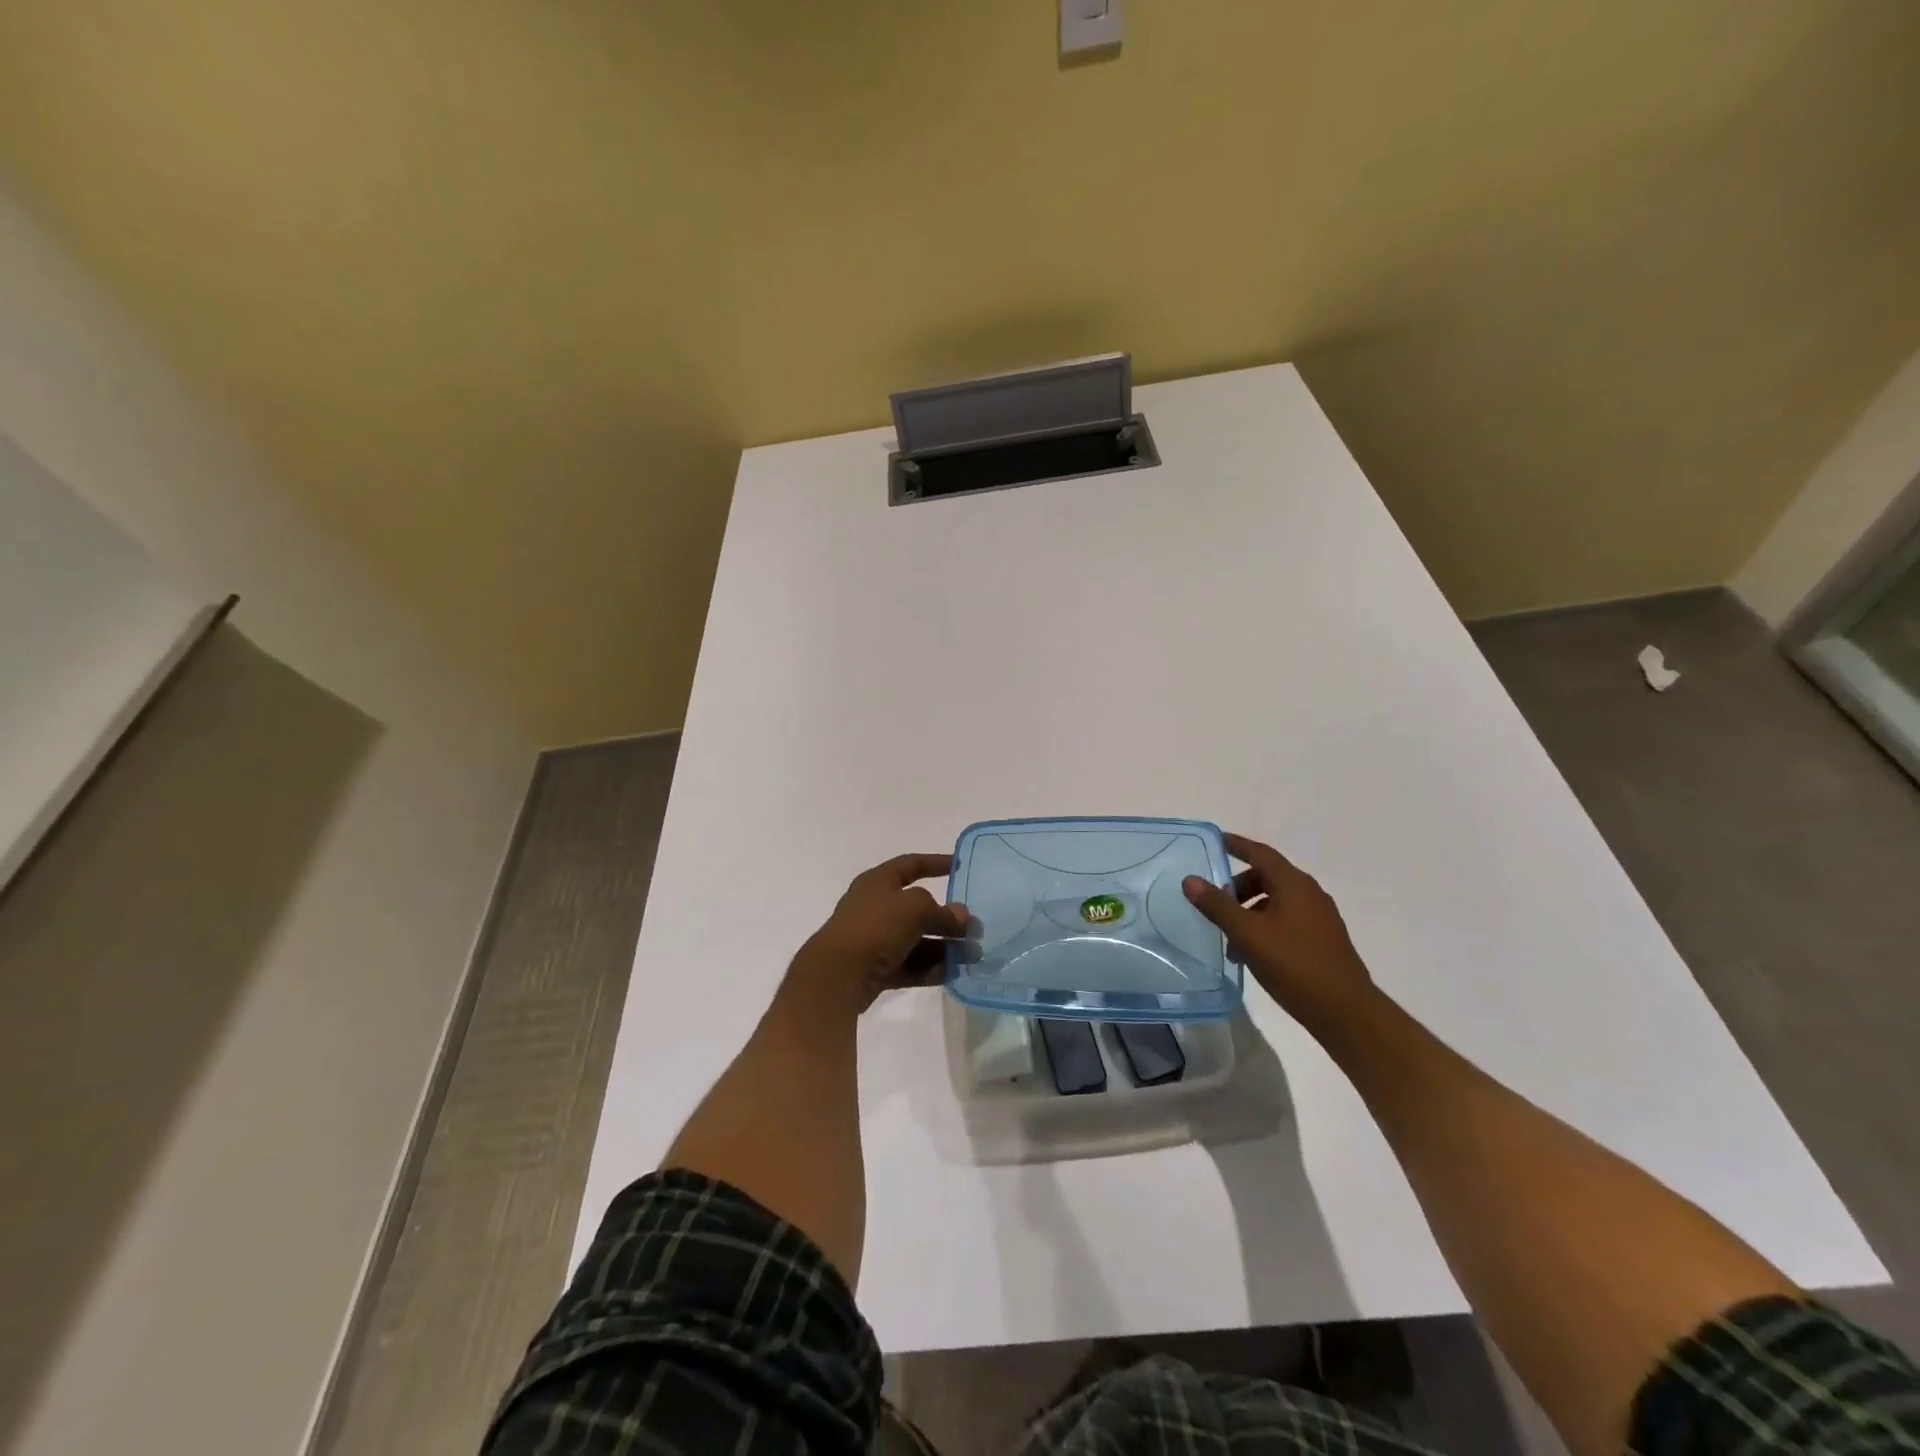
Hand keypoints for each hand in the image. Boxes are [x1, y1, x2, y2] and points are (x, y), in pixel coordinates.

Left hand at [789, 853, 969, 1016]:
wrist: (837, 975)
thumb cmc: (875, 927)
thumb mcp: (915, 909)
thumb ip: (943, 912)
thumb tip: (961, 917)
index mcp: (878, 882)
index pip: (911, 864)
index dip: (935, 862)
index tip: (959, 866)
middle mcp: (875, 907)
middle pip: (917, 908)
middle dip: (947, 918)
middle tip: (975, 929)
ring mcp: (873, 940)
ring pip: (916, 940)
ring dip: (944, 947)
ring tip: (972, 957)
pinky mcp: (874, 969)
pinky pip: (908, 965)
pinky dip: (929, 968)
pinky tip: (951, 973)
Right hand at [1182, 832, 1373, 1028]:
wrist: (1346, 1012)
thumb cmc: (1295, 965)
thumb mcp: (1248, 934)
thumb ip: (1218, 906)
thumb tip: (1190, 880)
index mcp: (1294, 884)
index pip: (1260, 853)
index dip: (1236, 845)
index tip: (1214, 840)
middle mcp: (1309, 894)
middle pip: (1267, 877)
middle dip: (1237, 886)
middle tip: (1213, 902)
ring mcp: (1319, 917)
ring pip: (1275, 901)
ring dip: (1249, 911)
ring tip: (1228, 937)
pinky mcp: (1322, 939)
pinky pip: (1286, 920)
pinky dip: (1264, 925)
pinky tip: (1251, 952)